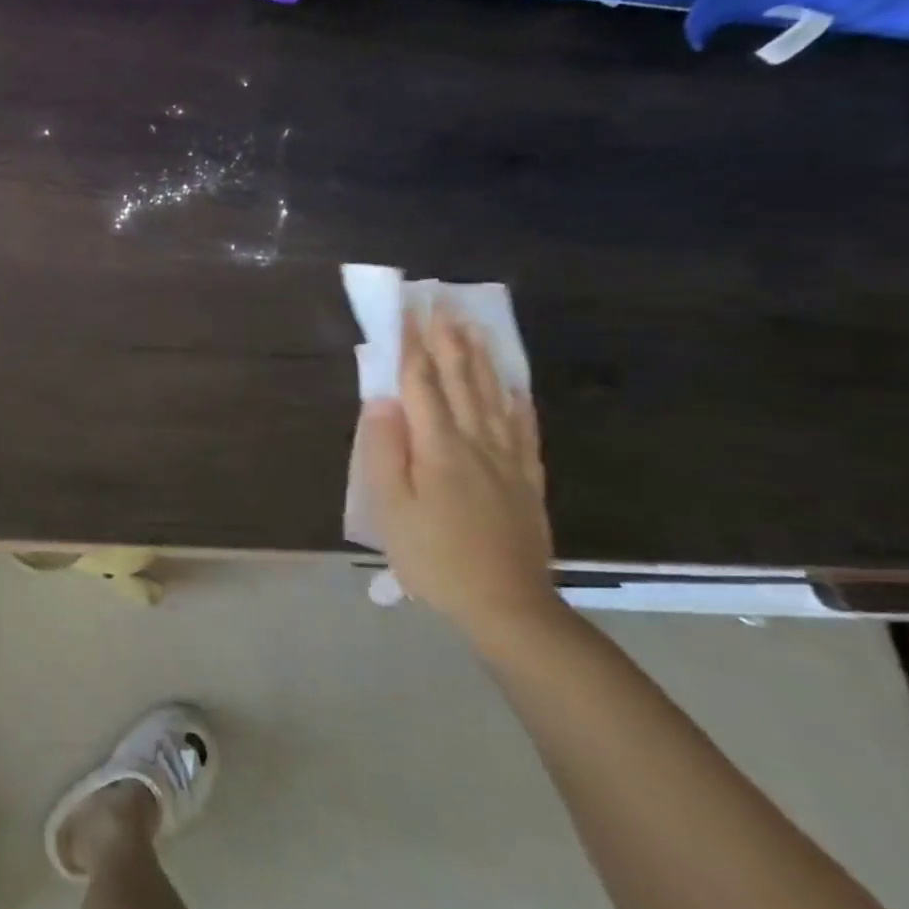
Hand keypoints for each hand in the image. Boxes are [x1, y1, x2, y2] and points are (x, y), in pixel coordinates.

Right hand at [357, 305, 559, 639]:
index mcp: (438, 446)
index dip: (411, 345)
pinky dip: (517, 400)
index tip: (405, 311)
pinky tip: (514, 385)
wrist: (506, 604)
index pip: (421, 383)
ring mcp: (507, 460)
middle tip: (441, 304)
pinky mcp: (526, 480)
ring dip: (481, 358)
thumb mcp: (388, 506)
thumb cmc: (432, 555)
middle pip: (461, 381)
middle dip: (447, 340)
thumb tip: (382, 401)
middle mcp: (476, 442)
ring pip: (493, 396)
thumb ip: (382, 449)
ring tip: (473, 327)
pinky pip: (523, 428)